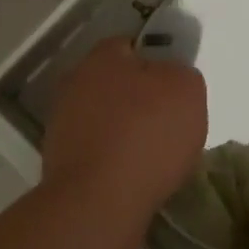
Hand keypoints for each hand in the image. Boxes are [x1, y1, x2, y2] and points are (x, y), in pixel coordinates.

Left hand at [41, 39, 206, 216]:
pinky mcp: (60, 162)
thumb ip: (181, 73)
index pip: (132, 46)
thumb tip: (169, 78)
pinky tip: (134, 177)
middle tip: (168, 122)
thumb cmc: (147, 135)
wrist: (98, 202)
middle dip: (139, 99)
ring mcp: (62, 123)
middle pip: (116, 83)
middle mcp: (75, 83)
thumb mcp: (188, 89)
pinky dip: (114, 160)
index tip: (175, 88)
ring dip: (125, 132)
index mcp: (103, 57)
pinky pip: (98, 151)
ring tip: (154, 157)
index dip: (157, 62)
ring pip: (106, 119)